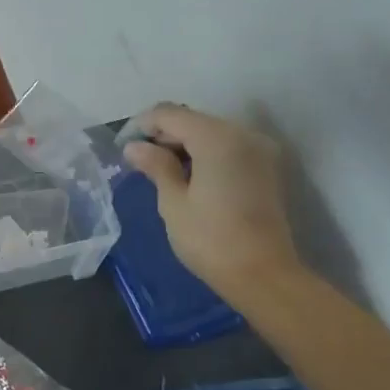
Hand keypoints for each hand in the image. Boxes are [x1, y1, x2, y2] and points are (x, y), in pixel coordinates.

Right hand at [122, 103, 302, 299]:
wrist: (264, 275)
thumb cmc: (211, 239)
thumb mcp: (173, 203)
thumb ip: (155, 166)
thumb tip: (134, 147)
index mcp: (216, 137)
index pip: (170, 114)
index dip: (142, 125)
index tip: (123, 148)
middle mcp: (242, 133)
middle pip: (193, 120)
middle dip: (163, 135)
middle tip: (138, 161)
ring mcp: (258, 150)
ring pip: (211, 133)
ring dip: (184, 145)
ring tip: (160, 171)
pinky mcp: (265, 168)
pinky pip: (228, 148)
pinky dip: (205, 154)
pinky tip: (188, 177)